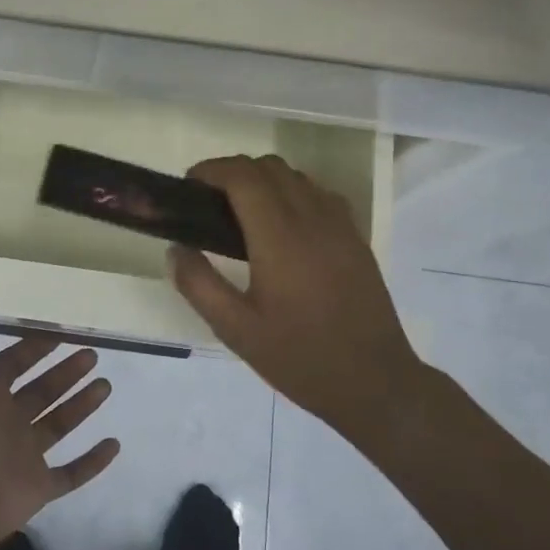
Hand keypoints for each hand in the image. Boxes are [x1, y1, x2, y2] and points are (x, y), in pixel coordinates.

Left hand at [0, 319, 121, 547]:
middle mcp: (7, 424)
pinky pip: (72, 473)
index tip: (58, 335)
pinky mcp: (40, 486)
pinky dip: (93, 461)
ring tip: (106, 386)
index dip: (31, 350)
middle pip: (41, 392)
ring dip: (82, 406)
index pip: (10, 366)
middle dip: (65, 373)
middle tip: (92, 355)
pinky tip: (114, 444)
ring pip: (59, 425)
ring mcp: (26, 456)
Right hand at [167, 154, 425, 439]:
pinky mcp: (356, 239)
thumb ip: (198, 284)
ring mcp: (340, 226)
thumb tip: (176, 249)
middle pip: (269, 167)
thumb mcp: (235, 329)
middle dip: (233, 172)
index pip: (243, 176)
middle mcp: (313, 219)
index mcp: (280, 238)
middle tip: (208, 203)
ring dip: (263, 181)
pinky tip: (281, 229)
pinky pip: (319, 195)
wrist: (374, 382)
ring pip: (297, 177)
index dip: (211, 170)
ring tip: (241, 215)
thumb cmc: (299, 358)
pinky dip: (292, 194)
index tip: (189, 186)